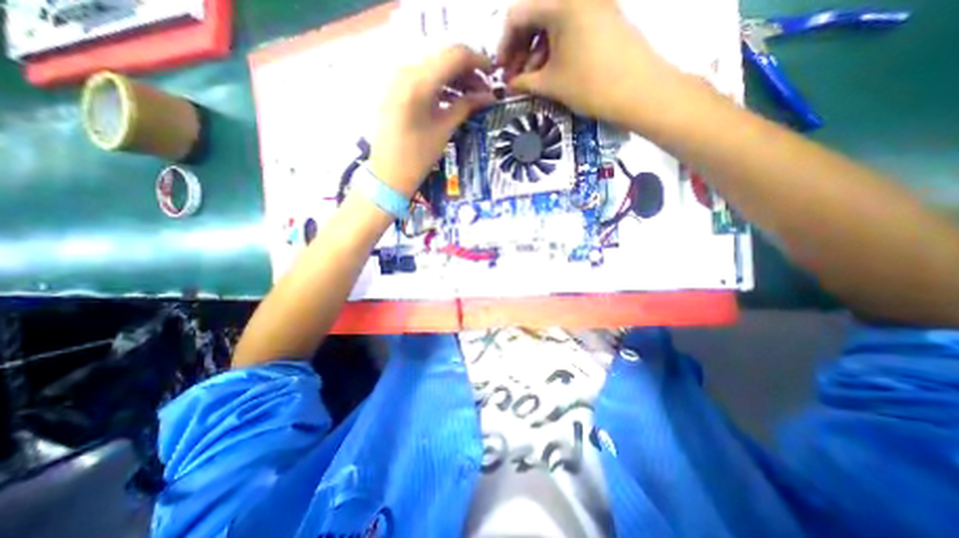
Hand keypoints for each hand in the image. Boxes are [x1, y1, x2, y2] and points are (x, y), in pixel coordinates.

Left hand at [368, 46, 494, 197]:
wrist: (388, 174)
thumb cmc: (418, 157)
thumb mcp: (444, 130)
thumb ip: (466, 106)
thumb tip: (489, 97)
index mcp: (419, 82)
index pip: (455, 55)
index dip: (478, 61)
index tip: (494, 74)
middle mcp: (406, 71)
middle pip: (444, 58)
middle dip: (468, 71)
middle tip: (484, 91)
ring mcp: (398, 78)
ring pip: (434, 67)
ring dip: (455, 78)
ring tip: (472, 97)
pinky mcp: (395, 89)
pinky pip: (423, 78)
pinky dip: (440, 85)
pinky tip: (453, 99)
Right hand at [498, 0, 676, 126]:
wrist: (640, 91)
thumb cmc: (590, 85)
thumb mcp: (551, 84)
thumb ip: (524, 81)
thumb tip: (510, 84)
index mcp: (560, 3)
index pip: (517, 15)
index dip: (504, 45)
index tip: (501, 70)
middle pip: (535, 16)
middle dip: (520, 49)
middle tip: (515, 77)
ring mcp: (593, 4)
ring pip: (553, 24)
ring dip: (537, 51)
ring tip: (533, 79)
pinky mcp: (604, 17)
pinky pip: (571, 27)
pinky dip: (556, 48)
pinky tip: (552, 71)